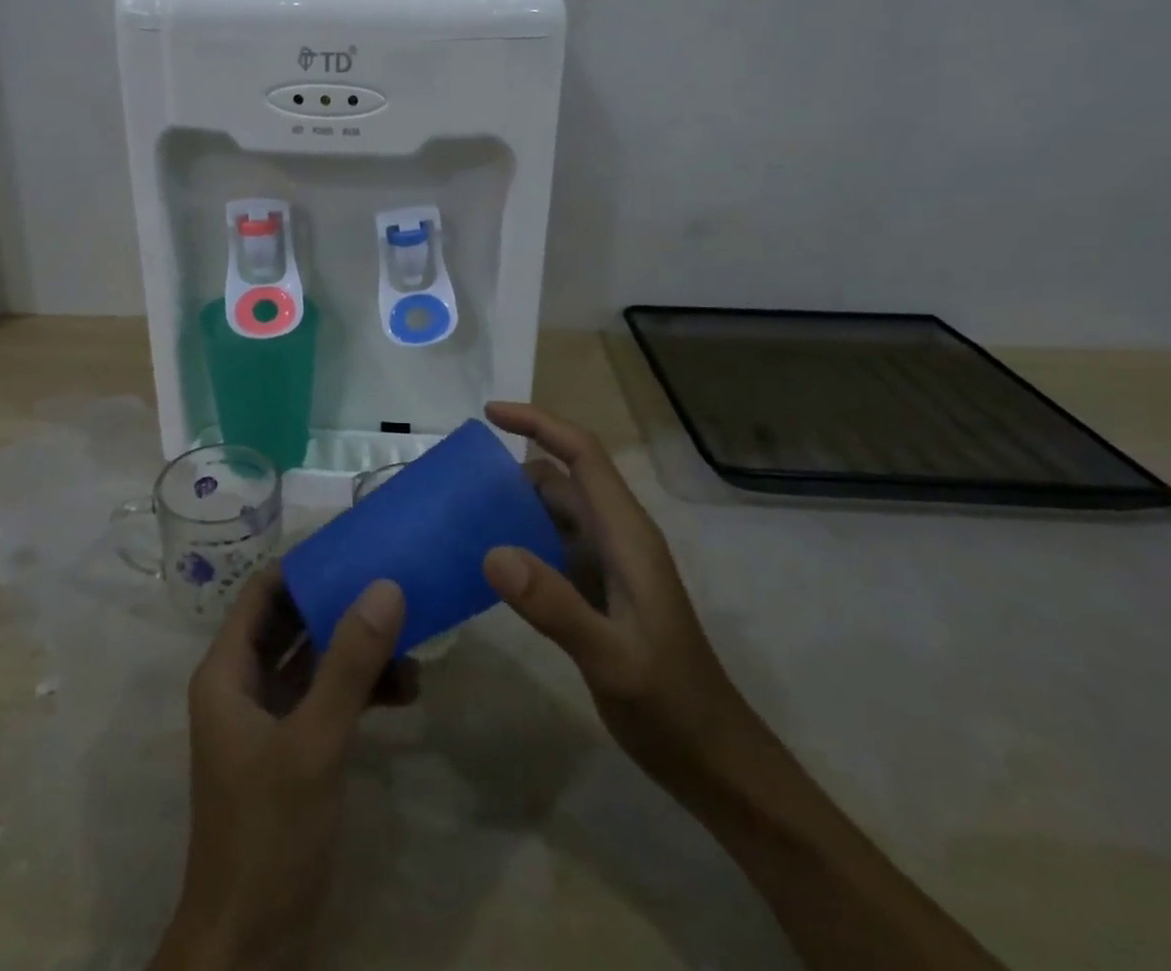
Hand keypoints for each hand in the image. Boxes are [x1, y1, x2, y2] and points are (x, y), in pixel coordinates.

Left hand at [151, 569, 412, 970]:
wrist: (251, 943)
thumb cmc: (268, 831)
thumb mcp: (313, 742)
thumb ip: (350, 664)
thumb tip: (386, 585)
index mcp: (228, 671)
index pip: (262, 592)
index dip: (303, 563)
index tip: (353, 541)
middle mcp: (245, 683)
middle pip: (293, 619)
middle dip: (340, 600)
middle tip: (391, 574)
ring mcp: (270, 715)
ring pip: (316, 657)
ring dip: (359, 647)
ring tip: (411, 636)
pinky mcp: (295, 744)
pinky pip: (330, 694)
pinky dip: (363, 686)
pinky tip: (406, 689)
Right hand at [481, 401, 751, 801]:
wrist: (711, 758)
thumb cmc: (669, 704)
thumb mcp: (611, 658)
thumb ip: (555, 605)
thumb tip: (491, 550)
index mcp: (627, 534)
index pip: (582, 454)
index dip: (539, 423)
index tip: (489, 413)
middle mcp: (618, 536)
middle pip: (563, 478)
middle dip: (514, 469)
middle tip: (458, 482)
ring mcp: (609, 563)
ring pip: (556, 512)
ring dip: (515, 506)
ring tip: (463, 517)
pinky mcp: (600, 590)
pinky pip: (553, 546)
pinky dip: (522, 541)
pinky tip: (491, 565)